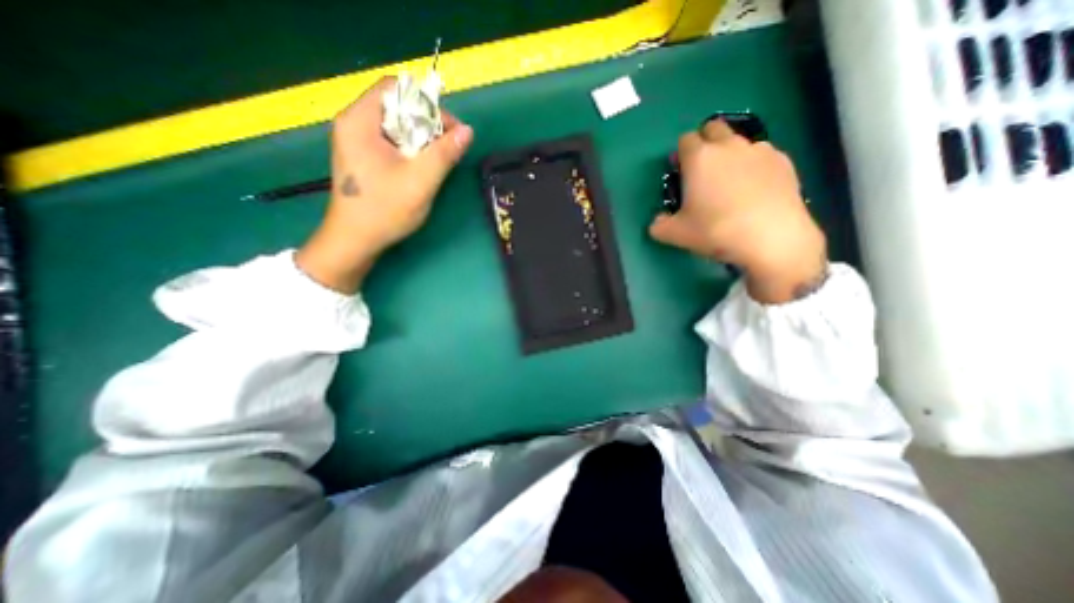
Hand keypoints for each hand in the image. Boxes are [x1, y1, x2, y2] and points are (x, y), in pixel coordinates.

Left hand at [297, 75, 473, 291]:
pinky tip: (421, 168)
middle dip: (427, 124)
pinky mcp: (362, 158)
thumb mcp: (420, 181)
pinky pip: (391, 142)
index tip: (450, 130)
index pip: (396, 89)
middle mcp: (353, 124)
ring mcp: (356, 142)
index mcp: (359, 121)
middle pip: (396, 107)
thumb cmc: (384, 210)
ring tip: (437, 160)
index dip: (427, 104)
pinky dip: (410, 150)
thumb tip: (468, 132)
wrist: (355, 241)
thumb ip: (444, 154)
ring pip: (396, 126)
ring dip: (421, 139)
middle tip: (447, 148)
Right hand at [644, 117, 829, 304]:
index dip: (679, 155)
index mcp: (699, 158)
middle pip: (713, 128)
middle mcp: (728, 146)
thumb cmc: (715, 230)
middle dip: (705, 143)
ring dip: (730, 154)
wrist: (771, 238)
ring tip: (730, 183)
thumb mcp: (675, 234)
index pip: (684, 140)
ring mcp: (759, 150)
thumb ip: (659, 225)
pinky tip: (755, 190)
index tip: (680, 172)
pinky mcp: (783, 161)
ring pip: (739, 141)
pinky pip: (762, 155)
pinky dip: (754, 165)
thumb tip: (658, 221)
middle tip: (703, 171)